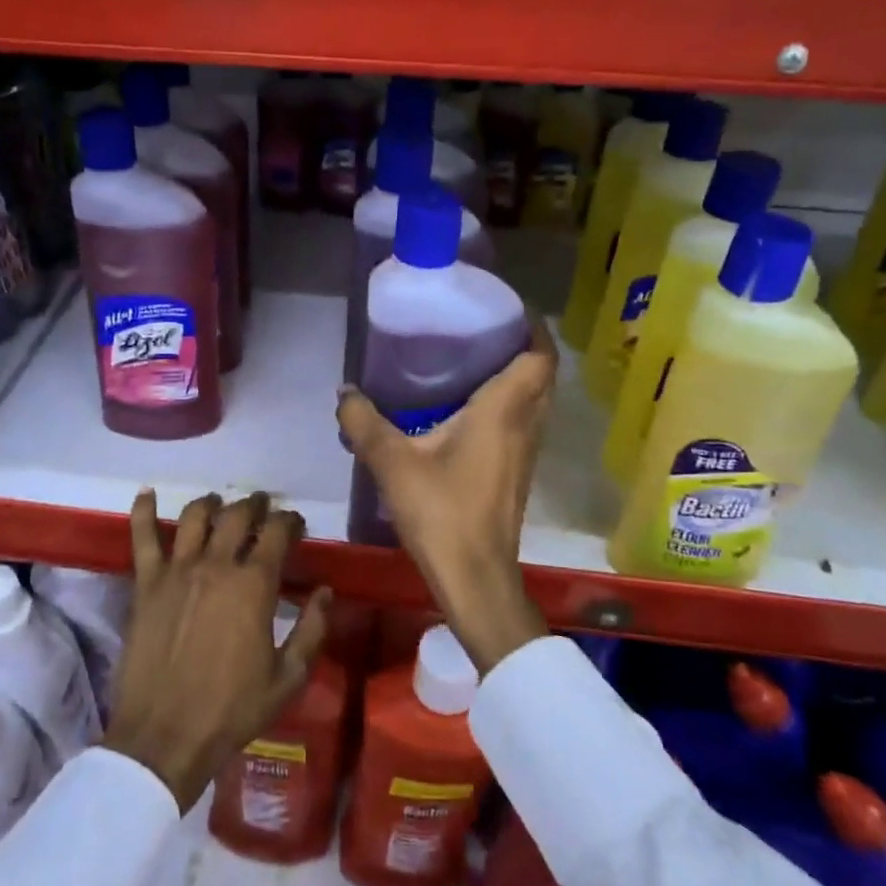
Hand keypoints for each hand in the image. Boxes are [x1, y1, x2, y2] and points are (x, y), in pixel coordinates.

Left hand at [103, 490, 330, 810]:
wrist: (164, 738)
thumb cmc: (232, 711)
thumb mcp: (288, 678)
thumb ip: (312, 629)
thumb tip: (326, 591)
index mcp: (254, 584)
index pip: (277, 532)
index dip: (290, 521)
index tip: (295, 524)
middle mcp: (216, 564)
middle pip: (237, 515)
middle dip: (255, 505)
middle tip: (261, 508)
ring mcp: (176, 570)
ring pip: (195, 516)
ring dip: (212, 503)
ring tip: (218, 505)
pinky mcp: (145, 583)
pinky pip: (142, 536)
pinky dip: (143, 510)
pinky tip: (146, 492)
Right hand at [336, 318, 556, 674]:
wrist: (475, 577)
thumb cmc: (441, 511)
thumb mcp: (392, 462)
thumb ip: (364, 422)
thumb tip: (344, 392)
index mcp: (504, 410)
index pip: (539, 355)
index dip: (530, 326)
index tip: (503, 308)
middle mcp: (526, 424)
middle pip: (540, 373)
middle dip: (519, 346)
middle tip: (479, 330)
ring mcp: (526, 451)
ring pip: (534, 400)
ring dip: (515, 377)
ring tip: (471, 361)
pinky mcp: (517, 472)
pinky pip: (522, 422)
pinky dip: (506, 404)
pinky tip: (466, 410)